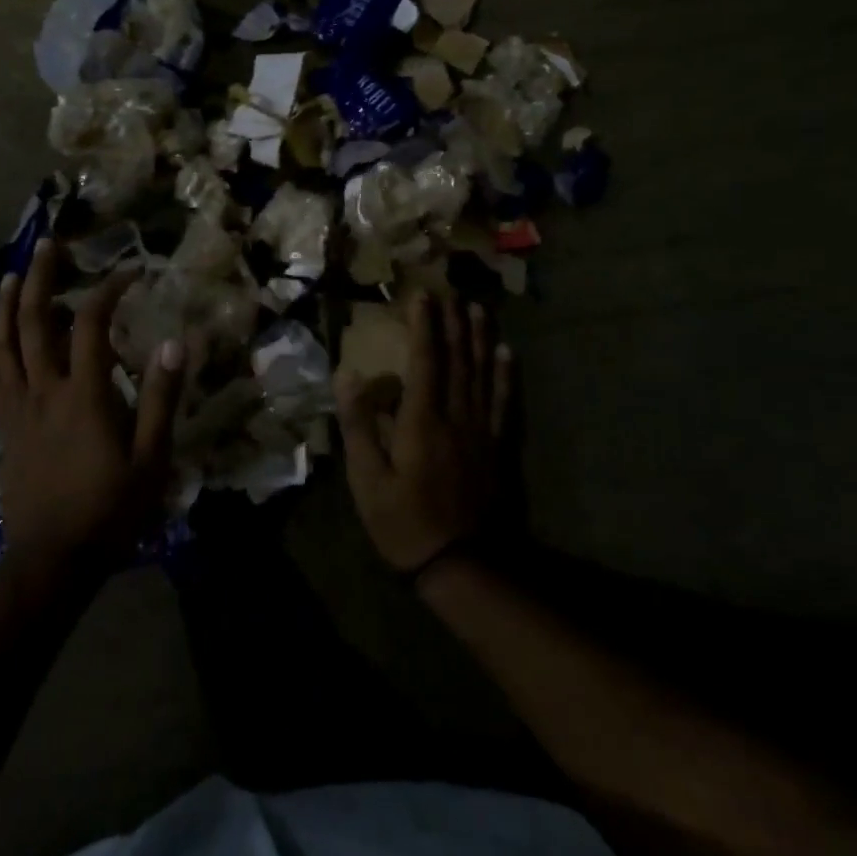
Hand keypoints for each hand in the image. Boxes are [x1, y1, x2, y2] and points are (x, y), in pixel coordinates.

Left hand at [0, 239, 184, 576]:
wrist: (52, 560)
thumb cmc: (109, 510)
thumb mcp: (151, 458)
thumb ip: (160, 397)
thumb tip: (176, 341)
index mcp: (83, 394)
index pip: (91, 324)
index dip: (107, 290)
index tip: (128, 272)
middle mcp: (44, 390)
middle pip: (35, 321)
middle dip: (39, 278)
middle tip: (46, 245)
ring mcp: (17, 408)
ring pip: (5, 344)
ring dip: (6, 304)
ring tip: (11, 274)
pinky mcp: (3, 427)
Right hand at [335, 291, 513, 575]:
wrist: (462, 564)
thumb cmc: (404, 522)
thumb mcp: (367, 480)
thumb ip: (358, 425)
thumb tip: (348, 376)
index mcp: (421, 421)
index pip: (424, 361)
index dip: (423, 326)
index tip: (422, 296)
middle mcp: (456, 416)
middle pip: (457, 359)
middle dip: (453, 323)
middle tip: (452, 291)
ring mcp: (482, 431)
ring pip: (483, 374)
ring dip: (481, 339)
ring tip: (479, 310)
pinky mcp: (498, 448)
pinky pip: (504, 402)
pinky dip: (506, 375)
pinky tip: (508, 354)